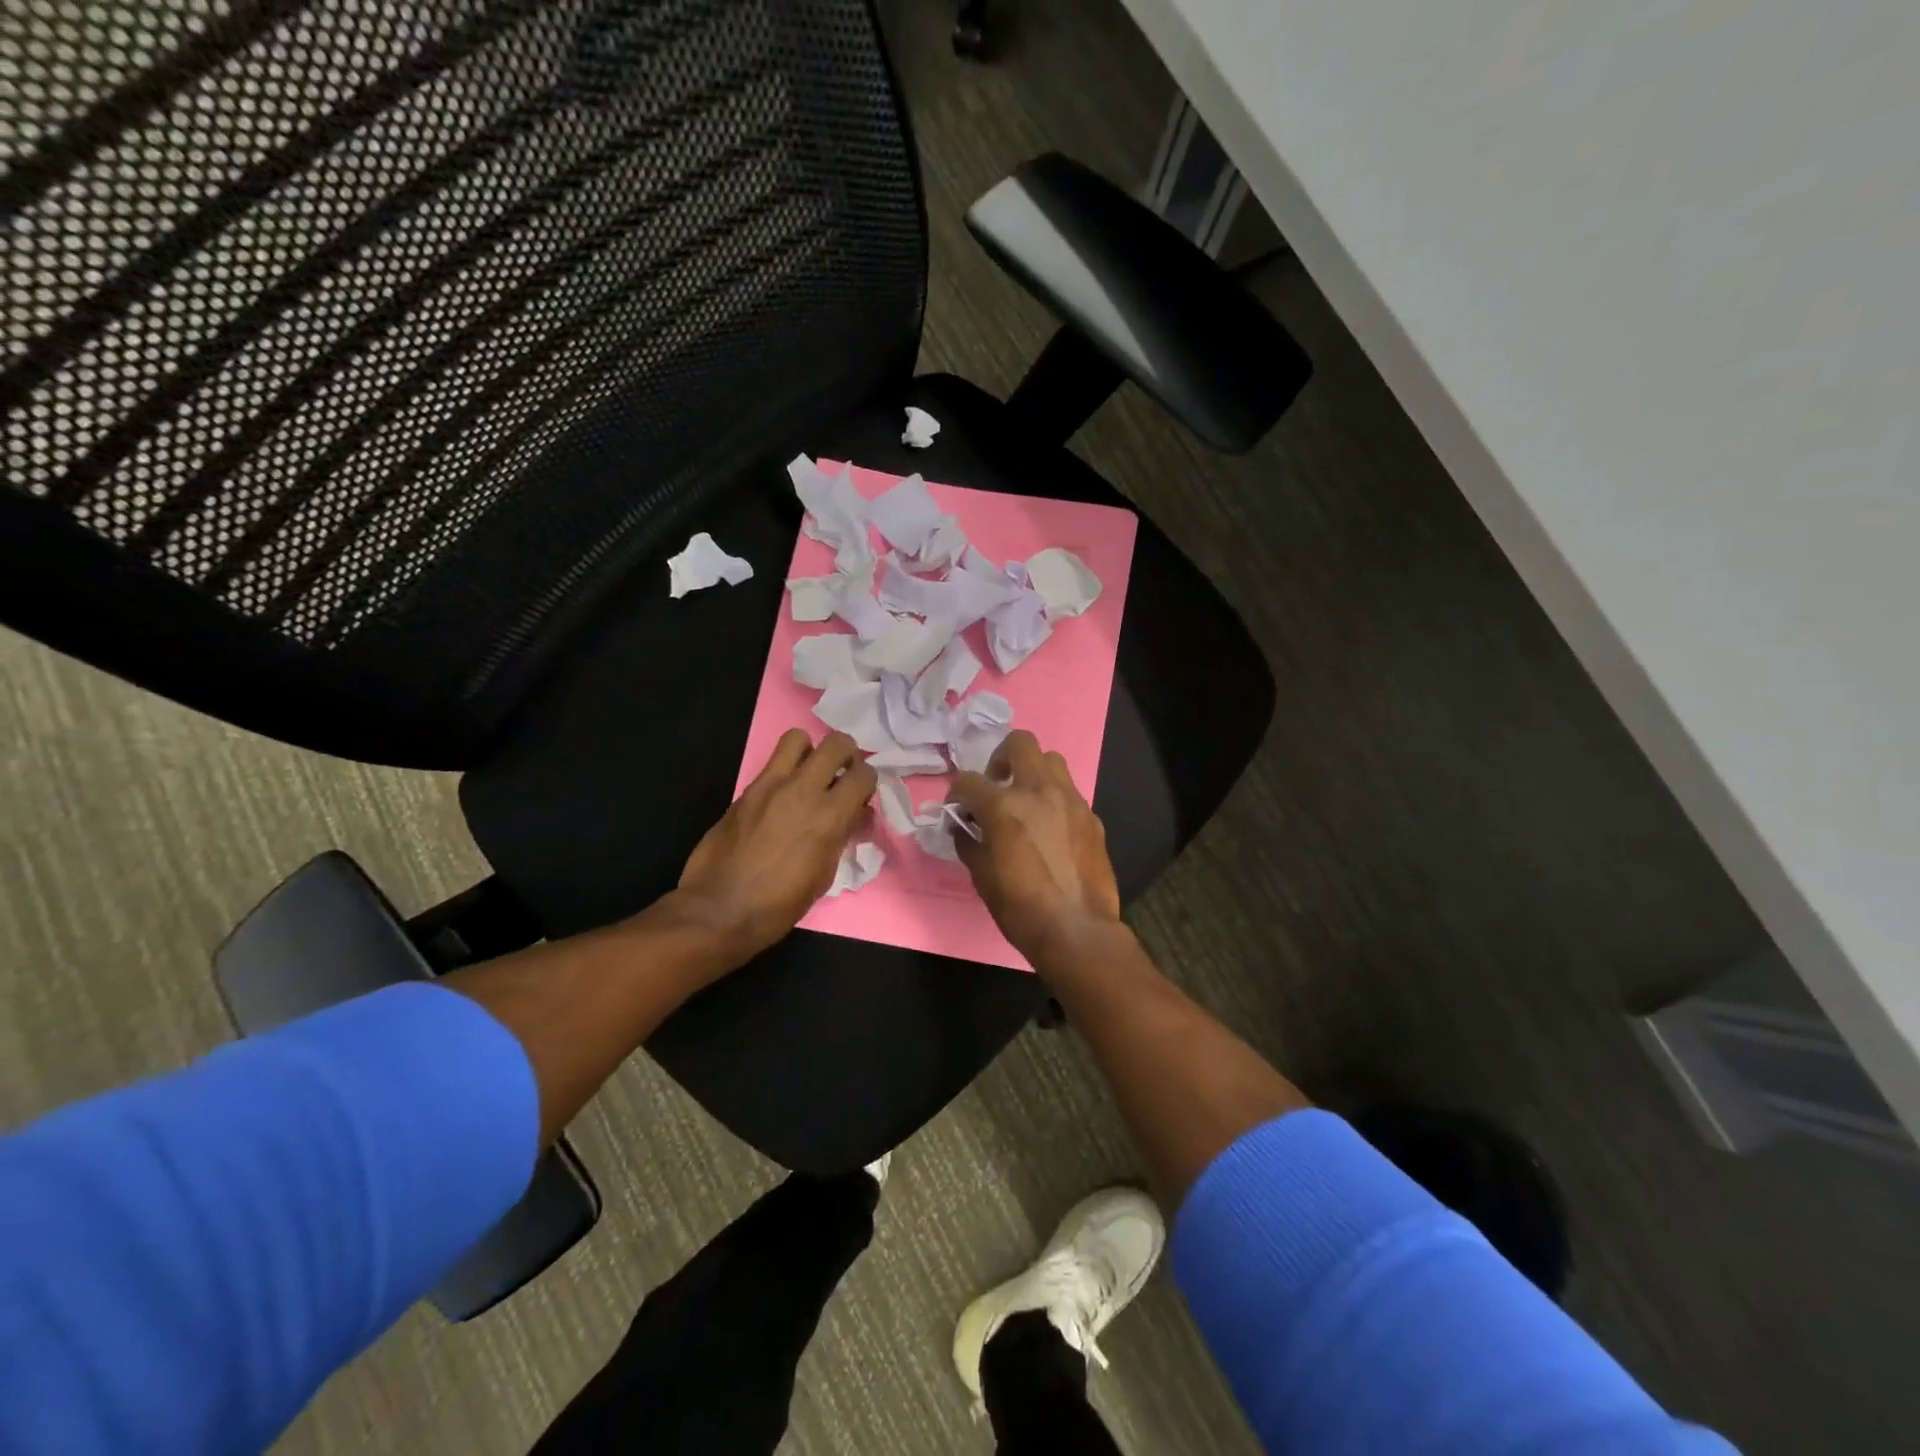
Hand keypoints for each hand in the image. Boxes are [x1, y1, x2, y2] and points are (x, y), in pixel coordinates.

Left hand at [678, 729, 876, 960]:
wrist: (719, 910)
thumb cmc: (779, 905)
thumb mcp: (824, 876)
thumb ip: (841, 836)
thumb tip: (852, 816)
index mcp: (829, 816)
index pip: (864, 774)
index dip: (868, 783)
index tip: (861, 797)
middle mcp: (802, 790)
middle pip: (837, 743)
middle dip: (846, 755)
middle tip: (841, 776)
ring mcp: (770, 786)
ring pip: (798, 738)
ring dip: (810, 752)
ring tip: (809, 776)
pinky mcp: (746, 791)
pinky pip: (772, 764)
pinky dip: (784, 772)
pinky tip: (782, 799)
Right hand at [948, 730, 1121, 964]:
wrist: (1077, 930)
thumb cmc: (1020, 908)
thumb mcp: (980, 876)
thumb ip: (969, 840)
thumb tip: (964, 826)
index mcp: (1004, 806)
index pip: (969, 781)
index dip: (956, 793)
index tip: (957, 809)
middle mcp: (1039, 792)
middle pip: (1020, 743)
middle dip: (1001, 757)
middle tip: (996, 785)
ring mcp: (1071, 801)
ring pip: (1051, 761)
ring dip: (1033, 772)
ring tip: (1025, 800)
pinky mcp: (1092, 817)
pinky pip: (1069, 793)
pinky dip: (1054, 800)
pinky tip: (1050, 829)